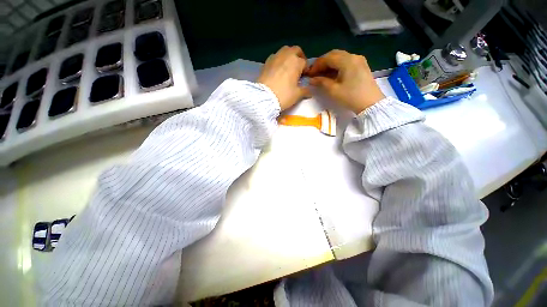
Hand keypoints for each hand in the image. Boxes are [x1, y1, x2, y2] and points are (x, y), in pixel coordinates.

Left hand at [257, 46, 309, 110]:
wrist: (264, 97)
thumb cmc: (284, 95)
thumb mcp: (297, 95)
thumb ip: (305, 91)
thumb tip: (310, 92)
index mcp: (296, 62)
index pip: (304, 63)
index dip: (306, 70)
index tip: (304, 78)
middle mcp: (286, 55)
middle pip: (295, 50)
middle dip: (299, 57)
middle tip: (298, 68)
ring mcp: (275, 57)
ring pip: (284, 51)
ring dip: (288, 56)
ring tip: (287, 68)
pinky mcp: (266, 62)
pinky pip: (275, 57)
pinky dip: (278, 60)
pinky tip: (277, 70)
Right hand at [307, 50, 384, 113]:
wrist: (371, 103)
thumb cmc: (351, 97)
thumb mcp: (333, 90)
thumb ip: (321, 82)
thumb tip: (311, 79)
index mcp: (347, 61)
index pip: (328, 58)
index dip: (317, 65)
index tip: (309, 74)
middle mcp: (353, 56)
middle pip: (334, 55)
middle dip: (322, 63)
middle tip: (315, 73)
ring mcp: (359, 60)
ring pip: (340, 58)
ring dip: (330, 64)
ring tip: (322, 75)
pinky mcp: (361, 66)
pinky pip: (346, 62)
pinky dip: (337, 66)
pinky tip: (332, 75)